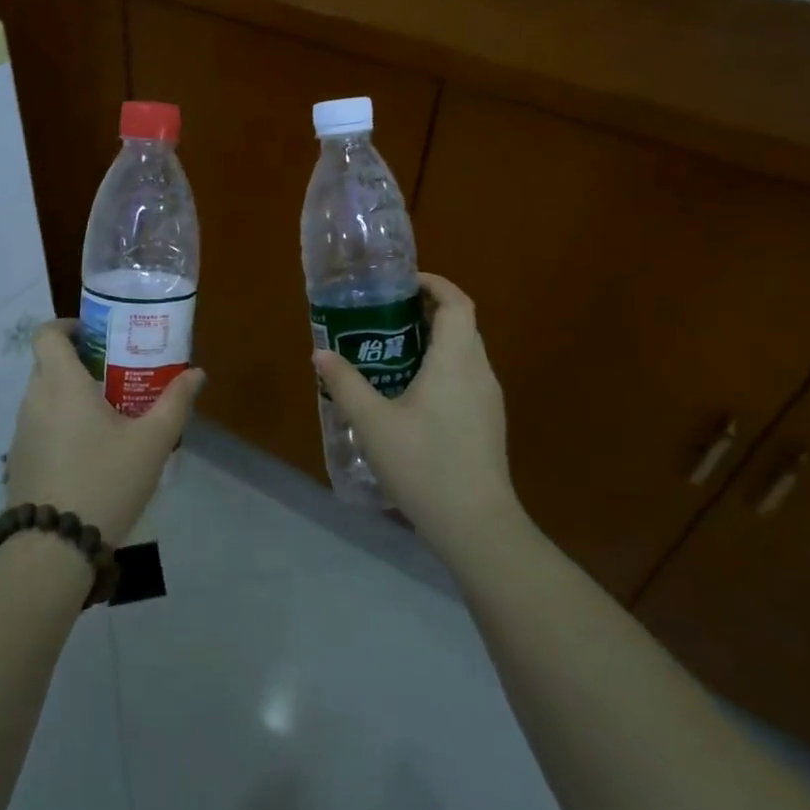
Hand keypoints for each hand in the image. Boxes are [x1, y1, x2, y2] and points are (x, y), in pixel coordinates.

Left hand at [5, 321, 204, 545]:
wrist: (54, 548)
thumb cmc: (106, 481)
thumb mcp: (152, 442)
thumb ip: (175, 402)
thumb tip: (196, 373)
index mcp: (61, 383)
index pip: (47, 333)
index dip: (68, 326)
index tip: (97, 335)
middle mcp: (34, 399)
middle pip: (49, 363)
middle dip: (81, 362)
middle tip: (117, 375)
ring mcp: (22, 431)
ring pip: (45, 396)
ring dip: (71, 395)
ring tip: (109, 414)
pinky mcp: (19, 459)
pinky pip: (40, 425)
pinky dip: (61, 424)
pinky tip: (90, 452)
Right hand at [312, 274, 524, 564]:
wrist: (476, 525)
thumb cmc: (423, 464)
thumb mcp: (372, 422)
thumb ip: (345, 383)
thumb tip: (321, 353)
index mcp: (456, 360)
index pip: (457, 302)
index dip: (434, 284)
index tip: (402, 284)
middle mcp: (479, 372)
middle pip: (461, 324)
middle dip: (427, 311)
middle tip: (386, 316)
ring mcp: (489, 400)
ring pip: (465, 353)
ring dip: (434, 342)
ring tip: (391, 352)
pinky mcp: (489, 424)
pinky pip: (466, 378)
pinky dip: (442, 368)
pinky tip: (411, 395)